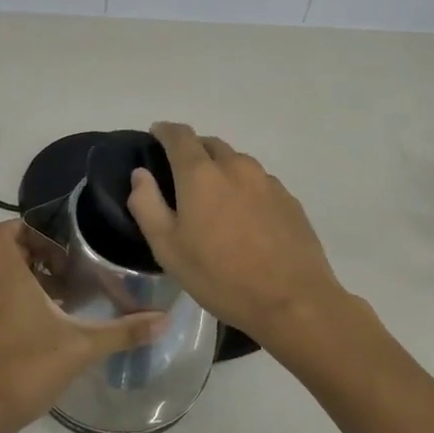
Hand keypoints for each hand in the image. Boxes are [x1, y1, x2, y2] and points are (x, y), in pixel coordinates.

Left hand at [0, 220, 165, 432]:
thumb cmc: (25, 369)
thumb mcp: (81, 348)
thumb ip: (123, 333)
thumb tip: (165, 319)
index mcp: (10, 281)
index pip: (0, 233)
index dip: (23, 226)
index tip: (56, 237)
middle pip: (10, 257)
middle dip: (42, 257)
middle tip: (74, 268)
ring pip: (9, 285)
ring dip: (37, 284)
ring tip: (72, 300)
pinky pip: (5, 308)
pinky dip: (27, 308)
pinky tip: (54, 332)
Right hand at [126, 122, 347, 357]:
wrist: (292, 301)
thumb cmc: (220, 276)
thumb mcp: (167, 248)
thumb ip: (147, 205)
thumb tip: (141, 174)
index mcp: (200, 174)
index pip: (179, 135)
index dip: (165, 131)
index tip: (156, 135)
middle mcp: (235, 166)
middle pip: (209, 144)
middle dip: (192, 150)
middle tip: (180, 174)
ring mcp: (267, 181)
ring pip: (237, 162)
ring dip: (220, 169)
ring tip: (214, 199)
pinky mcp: (289, 199)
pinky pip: (259, 182)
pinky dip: (244, 188)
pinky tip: (244, 218)